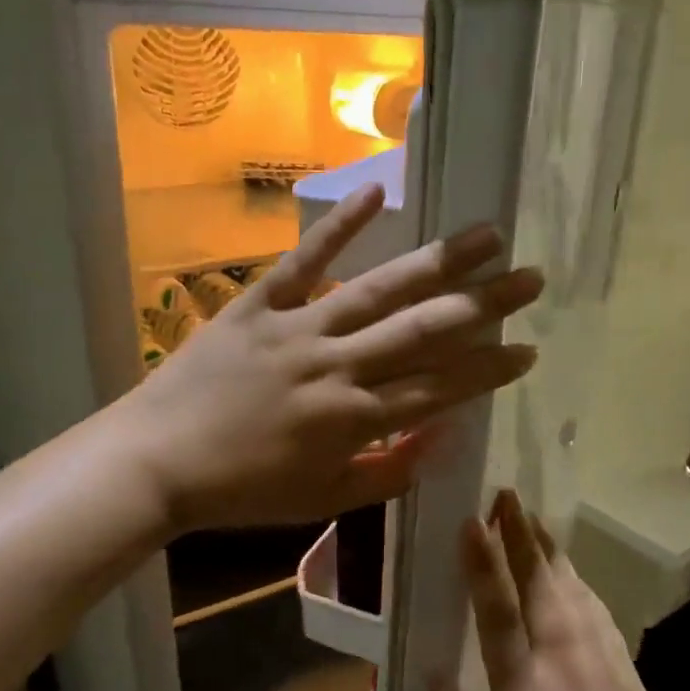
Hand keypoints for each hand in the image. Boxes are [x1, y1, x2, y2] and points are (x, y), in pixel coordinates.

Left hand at [121, 186, 543, 530]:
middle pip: (425, 330)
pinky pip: (305, 260)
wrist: (157, 463)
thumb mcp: (324, 500)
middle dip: (485, 305)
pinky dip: (340, 225)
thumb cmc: (244, 491)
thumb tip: (445, 436)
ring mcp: (298, 328)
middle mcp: (338, 365)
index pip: (441, 388)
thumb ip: (389, 472)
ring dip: (438, 262)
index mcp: (355, 419)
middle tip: (532, 279)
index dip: (489, 369)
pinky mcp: (258, 303)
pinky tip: (378, 190)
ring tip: (487, 235)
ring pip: (380, 289)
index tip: (529, 349)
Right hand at [430, 491, 689, 690]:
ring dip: (549, 549)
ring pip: (571, 588)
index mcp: (525, 686)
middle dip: (520, 535)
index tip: (472, 521)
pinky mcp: (625, 666)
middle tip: (505, 496)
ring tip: (531, 519)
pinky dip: (577, 579)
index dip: (483, 562)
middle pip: (540, 582)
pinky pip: (596, 608)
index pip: (498, 610)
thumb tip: (429, 671)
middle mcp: (564, 659)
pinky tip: (569, 570)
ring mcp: (600, 658)